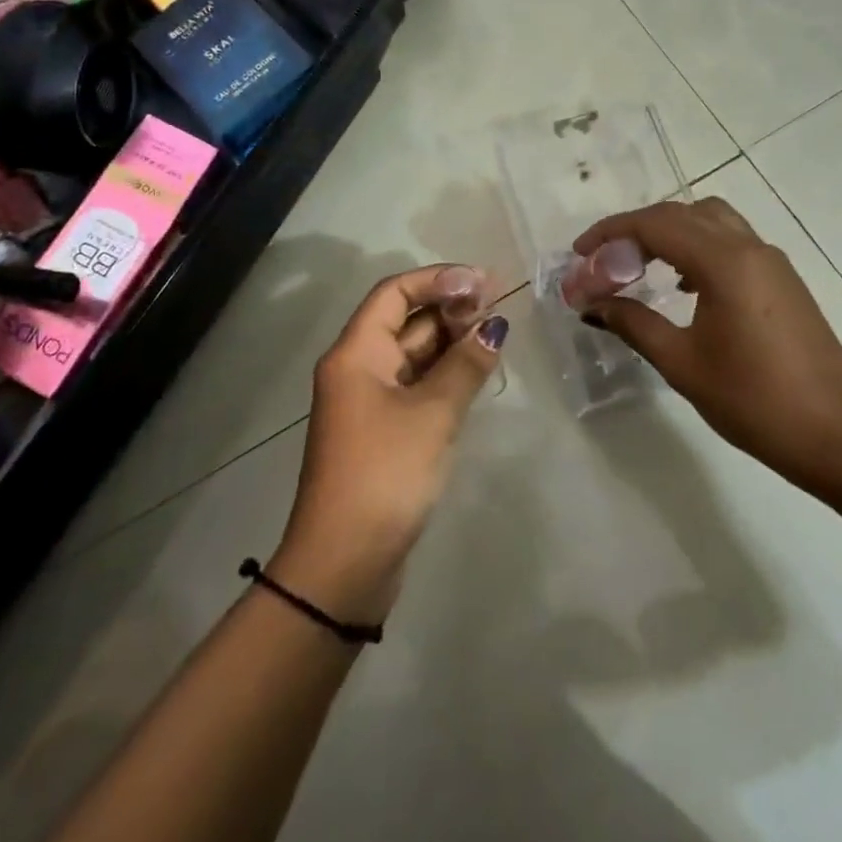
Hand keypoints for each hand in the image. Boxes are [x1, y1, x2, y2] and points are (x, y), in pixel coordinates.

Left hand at [273, 265, 507, 622]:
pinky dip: (444, 375)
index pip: (393, 294)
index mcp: (355, 354)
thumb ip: (464, 366)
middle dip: (448, 309)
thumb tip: (493, 327)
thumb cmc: (385, 474)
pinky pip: (416, 387)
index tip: (483, 281)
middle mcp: (357, 370)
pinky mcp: (383, 433)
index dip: (437, 280)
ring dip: (449, 342)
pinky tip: (476, 373)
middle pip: (403, 322)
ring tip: (494, 334)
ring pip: (412, 356)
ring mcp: (369, 403)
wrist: (345, 561)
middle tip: (496, 308)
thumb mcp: (431, 415)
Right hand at [573, 198, 841, 492]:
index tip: (579, 254)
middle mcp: (750, 248)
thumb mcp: (681, 362)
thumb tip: (592, 304)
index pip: (655, 224)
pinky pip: (732, 243)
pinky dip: (697, 248)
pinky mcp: (783, 281)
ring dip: (670, 234)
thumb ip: (633, 323)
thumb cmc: (753, 400)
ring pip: (711, 221)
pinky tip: (683, 288)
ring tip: (640, 269)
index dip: (610, 232)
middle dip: (636, 230)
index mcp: (725, 262)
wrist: (836, 434)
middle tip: (604, 263)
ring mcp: (772, 262)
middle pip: (682, 213)